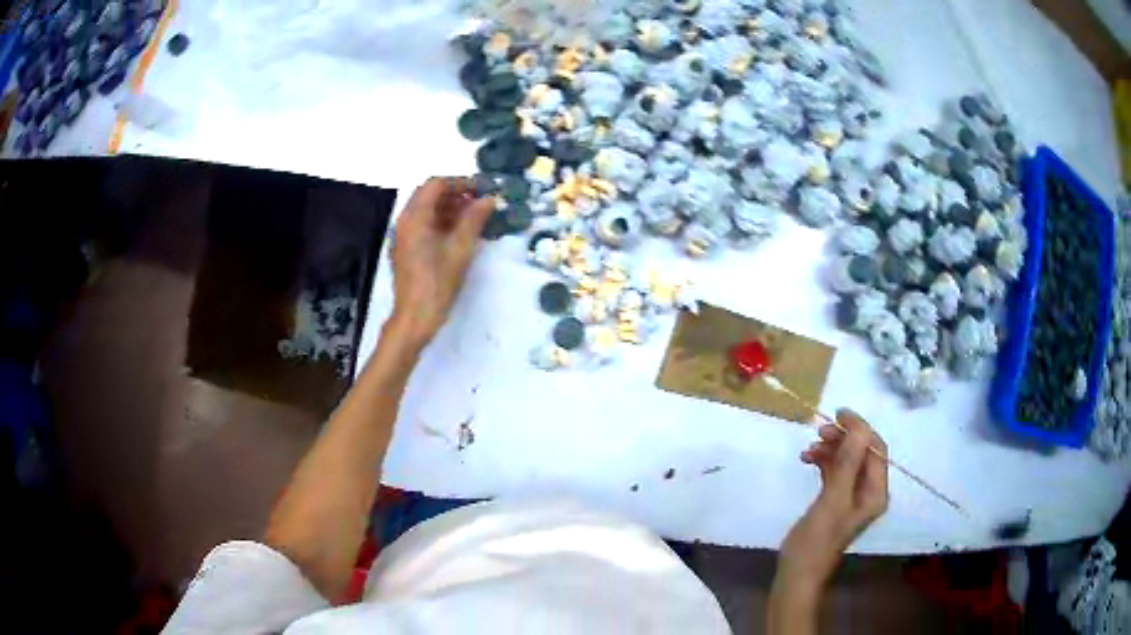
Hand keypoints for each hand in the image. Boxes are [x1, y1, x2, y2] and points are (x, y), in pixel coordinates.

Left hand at [388, 177, 493, 349]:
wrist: (415, 317)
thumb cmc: (437, 283)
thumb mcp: (460, 249)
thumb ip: (474, 220)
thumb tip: (489, 199)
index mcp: (414, 218)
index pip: (436, 184)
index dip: (460, 182)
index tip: (482, 189)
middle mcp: (405, 222)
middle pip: (429, 195)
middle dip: (455, 194)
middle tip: (479, 202)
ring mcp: (403, 236)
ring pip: (426, 210)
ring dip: (449, 208)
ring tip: (474, 217)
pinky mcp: (407, 249)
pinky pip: (423, 225)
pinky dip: (441, 222)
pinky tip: (460, 233)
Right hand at [779, 410, 888, 591]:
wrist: (797, 572)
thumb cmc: (817, 540)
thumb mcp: (833, 499)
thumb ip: (848, 463)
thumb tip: (858, 426)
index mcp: (876, 492)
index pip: (876, 449)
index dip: (861, 428)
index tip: (838, 414)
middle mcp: (869, 491)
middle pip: (862, 452)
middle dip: (844, 438)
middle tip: (819, 431)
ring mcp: (852, 495)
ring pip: (847, 459)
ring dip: (831, 448)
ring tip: (809, 448)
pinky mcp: (835, 499)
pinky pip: (835, 471)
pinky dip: (823, 461)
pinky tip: (807, 459)